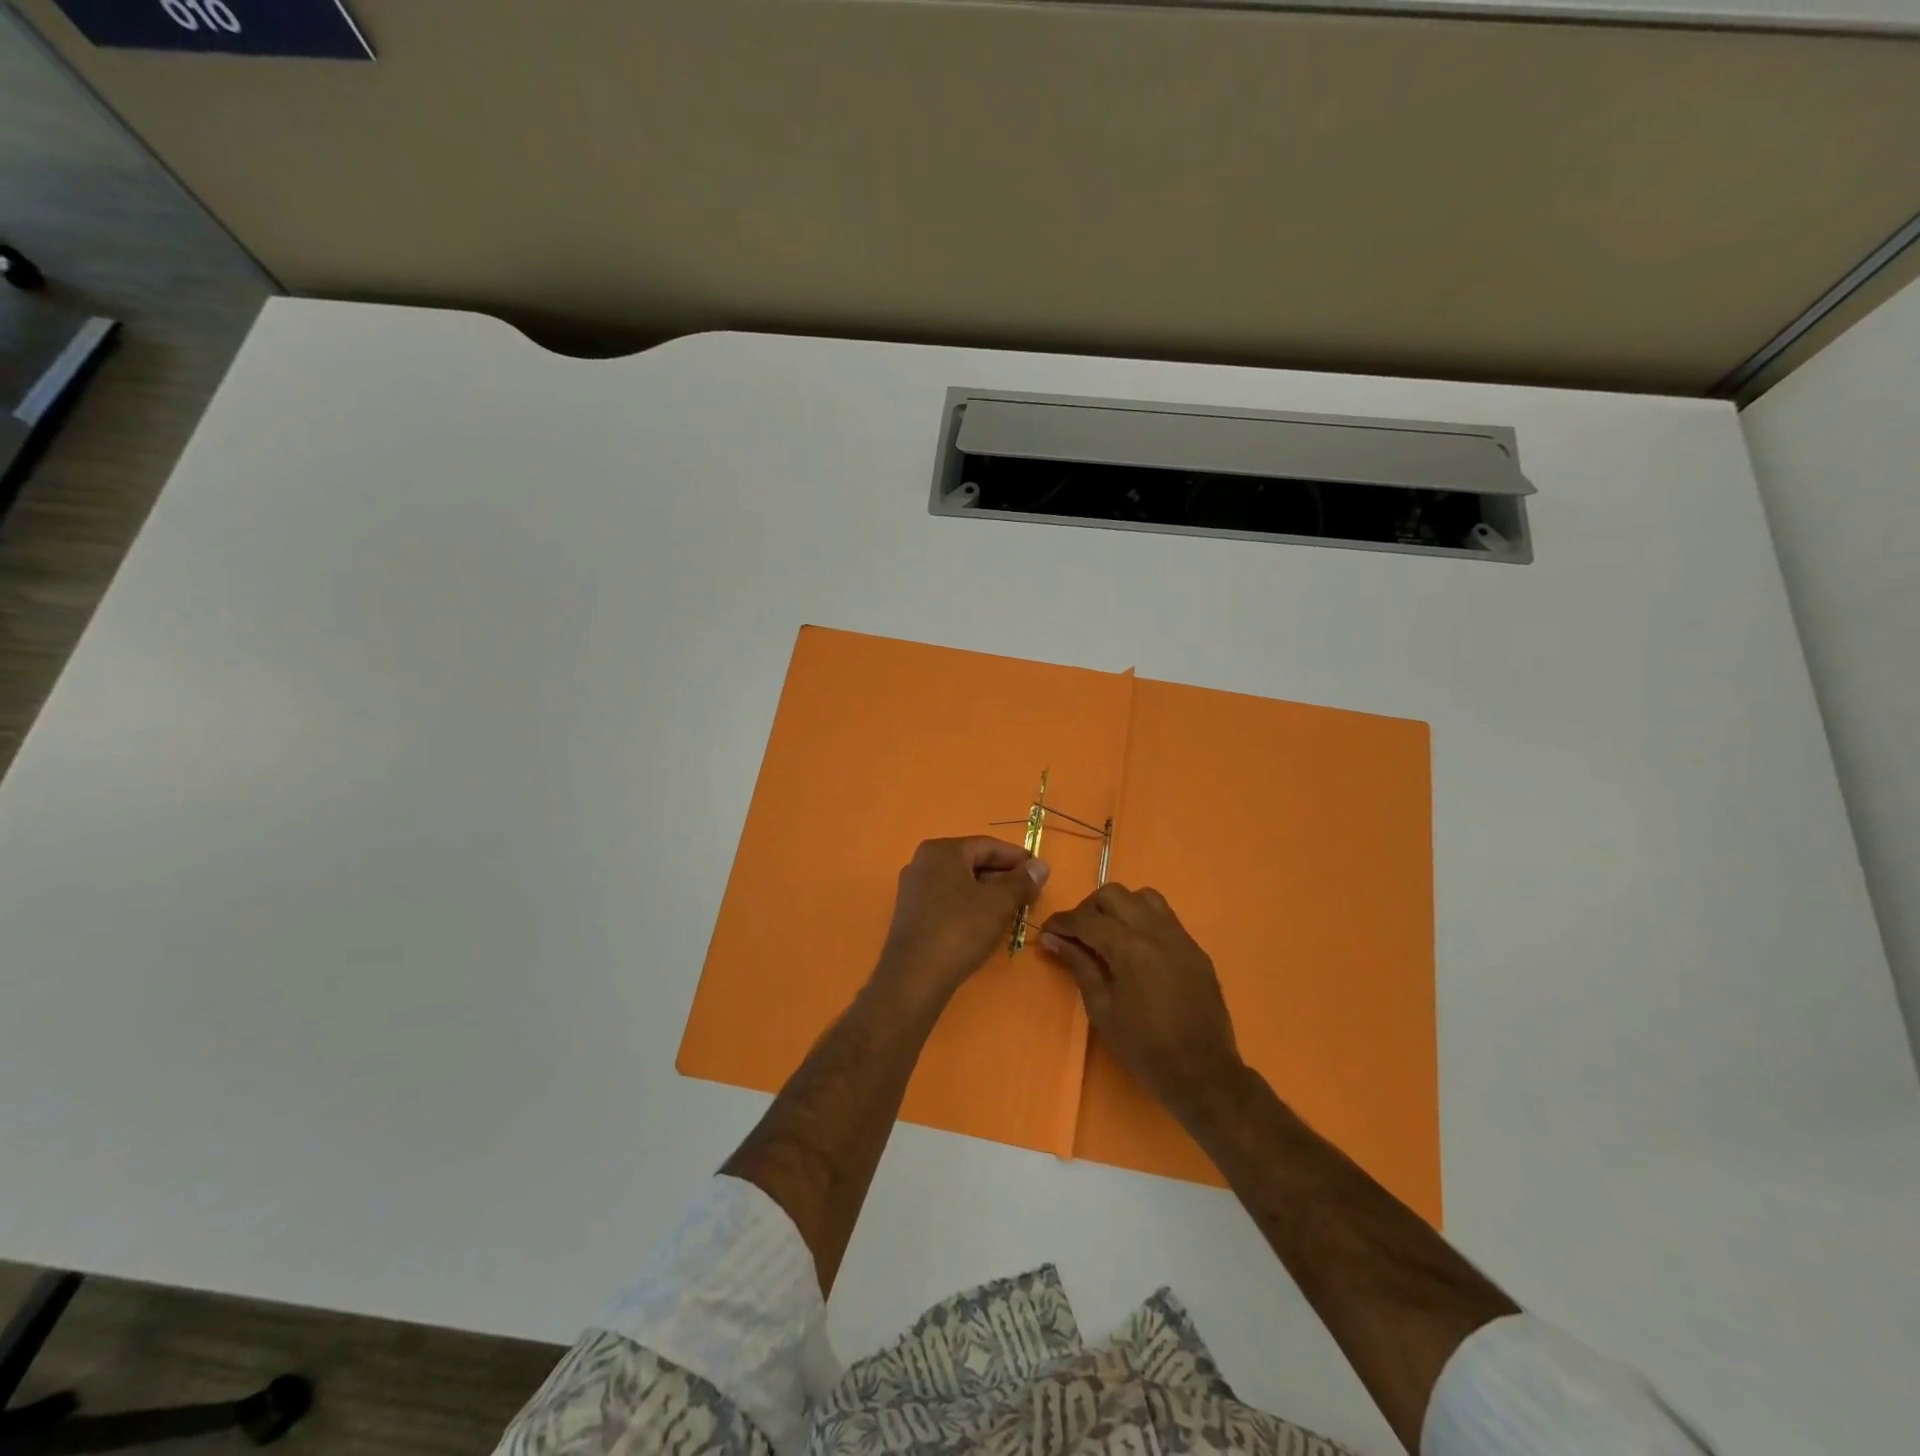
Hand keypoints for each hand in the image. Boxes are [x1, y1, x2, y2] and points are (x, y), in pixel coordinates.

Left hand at [875, 837, 1049, 1003]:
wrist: (914, 977)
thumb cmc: (959, 930)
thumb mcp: (999, 904)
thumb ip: (1022, 881)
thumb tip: (1041, 866)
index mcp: (942, 851)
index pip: (987, 846)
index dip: (1017, 858)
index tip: (1040, 872)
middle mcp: (923, 862)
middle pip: (972, 862)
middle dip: (1003, 877)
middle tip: (1030, 894)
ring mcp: (913, 888)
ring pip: (960, 883)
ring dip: (988, 893)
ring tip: (1013, 910)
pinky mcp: (911, 913)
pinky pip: (947, 900)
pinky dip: (970, 906)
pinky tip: (986, 923)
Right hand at [1042, 884, 1244, 1124]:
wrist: (1203, 1073)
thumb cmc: (1144, 1047)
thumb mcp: (1102, 1008)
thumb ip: (1079, 965)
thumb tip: (1052, 939)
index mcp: (1129, 947)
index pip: (1086, 918)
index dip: (1061, 922)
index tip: (1047, 932)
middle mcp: (1155, 930)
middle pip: (1114, 894)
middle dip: (1089, 908)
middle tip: (1078, 935)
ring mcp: (1180, 937)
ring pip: (1144, 897)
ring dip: (1120, 907)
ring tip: (1110, 934)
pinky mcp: (1195, 948)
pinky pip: (1166, 917)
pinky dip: (1144, 920)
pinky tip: (1137, 948)